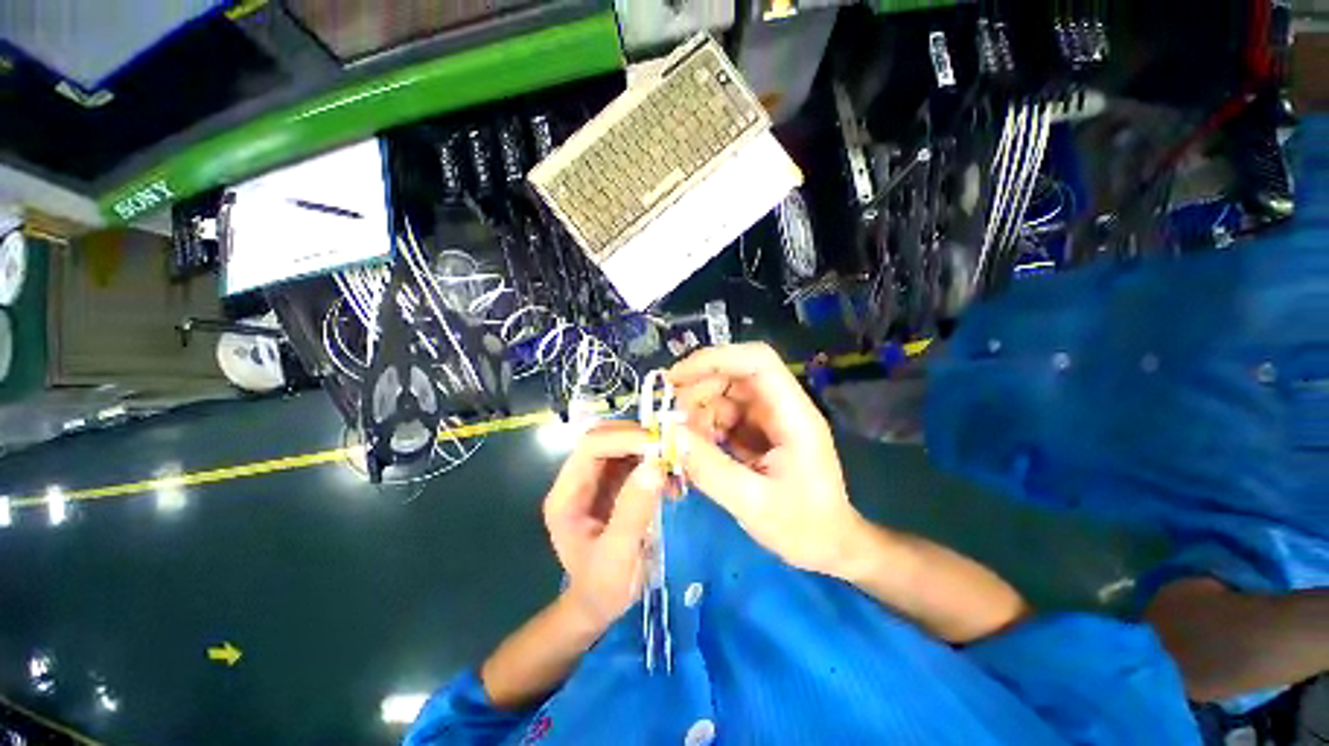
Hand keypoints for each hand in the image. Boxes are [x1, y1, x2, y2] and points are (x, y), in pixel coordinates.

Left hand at [543, 421, 666, 629]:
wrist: (599, 605)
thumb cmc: (603, 588)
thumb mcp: (618, 557)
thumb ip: (633, 512)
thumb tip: (655, 466)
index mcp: (566, 495)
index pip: (591, 447)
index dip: (624, 439)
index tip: (659, 446)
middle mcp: (577, 480)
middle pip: (604, 438)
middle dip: (638, 438)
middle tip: (670, 450)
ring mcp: (595, 481)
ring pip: (620, 446)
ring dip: (648, 449)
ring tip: (675, 466)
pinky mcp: (612, 485)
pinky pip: (633, 461)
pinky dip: (653, 463)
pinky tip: (671, 481)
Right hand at [668, 343, 866, 577]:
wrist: (829, 546)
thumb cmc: (804, 527)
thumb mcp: (753, 504)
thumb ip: (710, 469)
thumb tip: (667, 434)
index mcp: (792, 414)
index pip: (758, 361)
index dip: (717, 359)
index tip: (677, 377)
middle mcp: (779, 407)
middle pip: (733, 375)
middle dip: (697, 389)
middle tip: (668, 417)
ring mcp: (767, 419)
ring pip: (723, 395)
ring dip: (696, 410)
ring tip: (679, 440)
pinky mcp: (755, 432)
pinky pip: (721, 416)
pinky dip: (702, 427)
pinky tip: (693, 448)